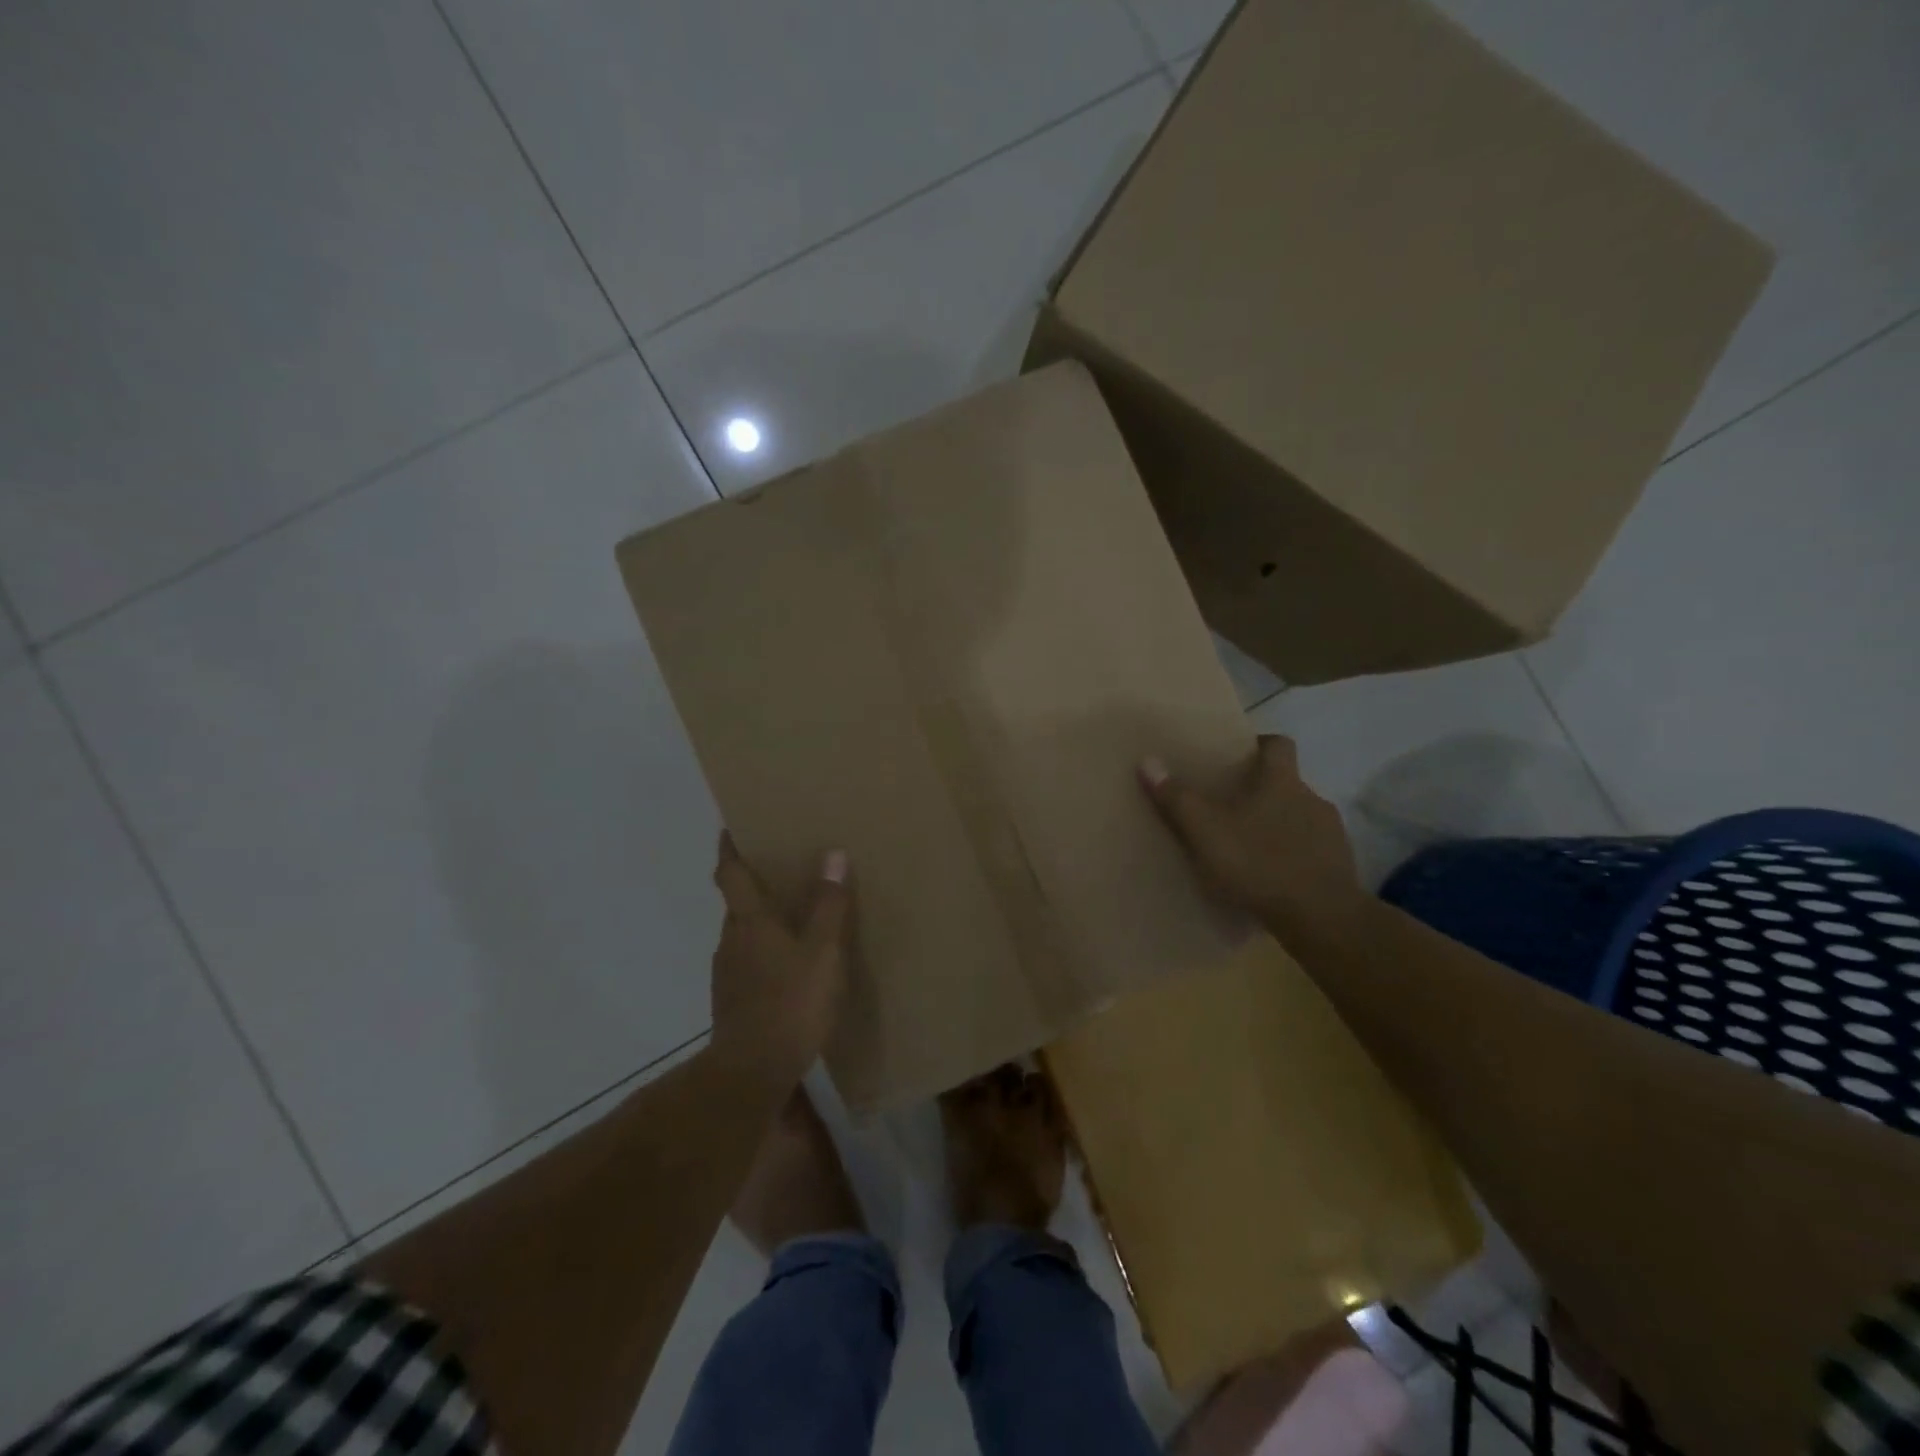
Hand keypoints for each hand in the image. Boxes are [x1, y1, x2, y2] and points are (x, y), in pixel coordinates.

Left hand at [709, 833, 852, 1082]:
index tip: (731, 827)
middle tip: (783, 869)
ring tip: (793, 916)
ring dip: (761, 921)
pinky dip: (765, 951)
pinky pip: (748, 961)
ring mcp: (727, 972)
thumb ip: (828, 905)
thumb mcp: (823, 951)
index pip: (729, 873)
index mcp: (748, 921)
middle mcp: (730, 940)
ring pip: (743, 934)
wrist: (753, 1071)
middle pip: (737, 902)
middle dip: (754, 884)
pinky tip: (790, 964)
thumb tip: (833, 854)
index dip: (729, 848)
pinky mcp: (732, 1000)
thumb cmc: (790, 1002)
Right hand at [1139, 735, 1367, 942]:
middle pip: (1287, 783)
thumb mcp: (1206, 831)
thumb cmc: (1259, 863)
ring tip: (1248, 848)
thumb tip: (1148, 760)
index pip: (1279, 745)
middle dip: (1261, 792)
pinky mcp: (1339, 867)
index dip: (1260, 745)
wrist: (1322, 918)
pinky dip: (1292, 857)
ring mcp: (1331, 834)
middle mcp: (1312, 799)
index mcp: (1282, 782)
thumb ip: (1177, 798)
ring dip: (1278, 826)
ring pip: (1299, 818)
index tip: (1240, 755)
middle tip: (1230, 808)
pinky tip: (1272, 878)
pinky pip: (1311, 852)